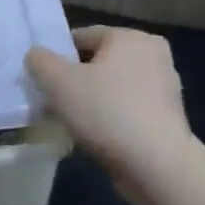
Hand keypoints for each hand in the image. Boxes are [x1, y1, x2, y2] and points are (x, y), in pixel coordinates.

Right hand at [26, 27, 194, 196]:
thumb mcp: (58, 81)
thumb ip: (39, 60)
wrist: (158, 167)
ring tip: (72, 123)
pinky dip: (110, 119)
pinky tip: (95, 137)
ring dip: (92, 101)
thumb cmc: (106, 112)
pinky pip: (127, 110)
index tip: (43, 81)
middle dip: (75, 81)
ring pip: (112, 88)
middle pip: (97, 63)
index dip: (57, 58)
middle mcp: (153, 55)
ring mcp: (164, 88)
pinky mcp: (168, 119)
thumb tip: (36, 57)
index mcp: (131, 37)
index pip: (82, 37)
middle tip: (54, 102)